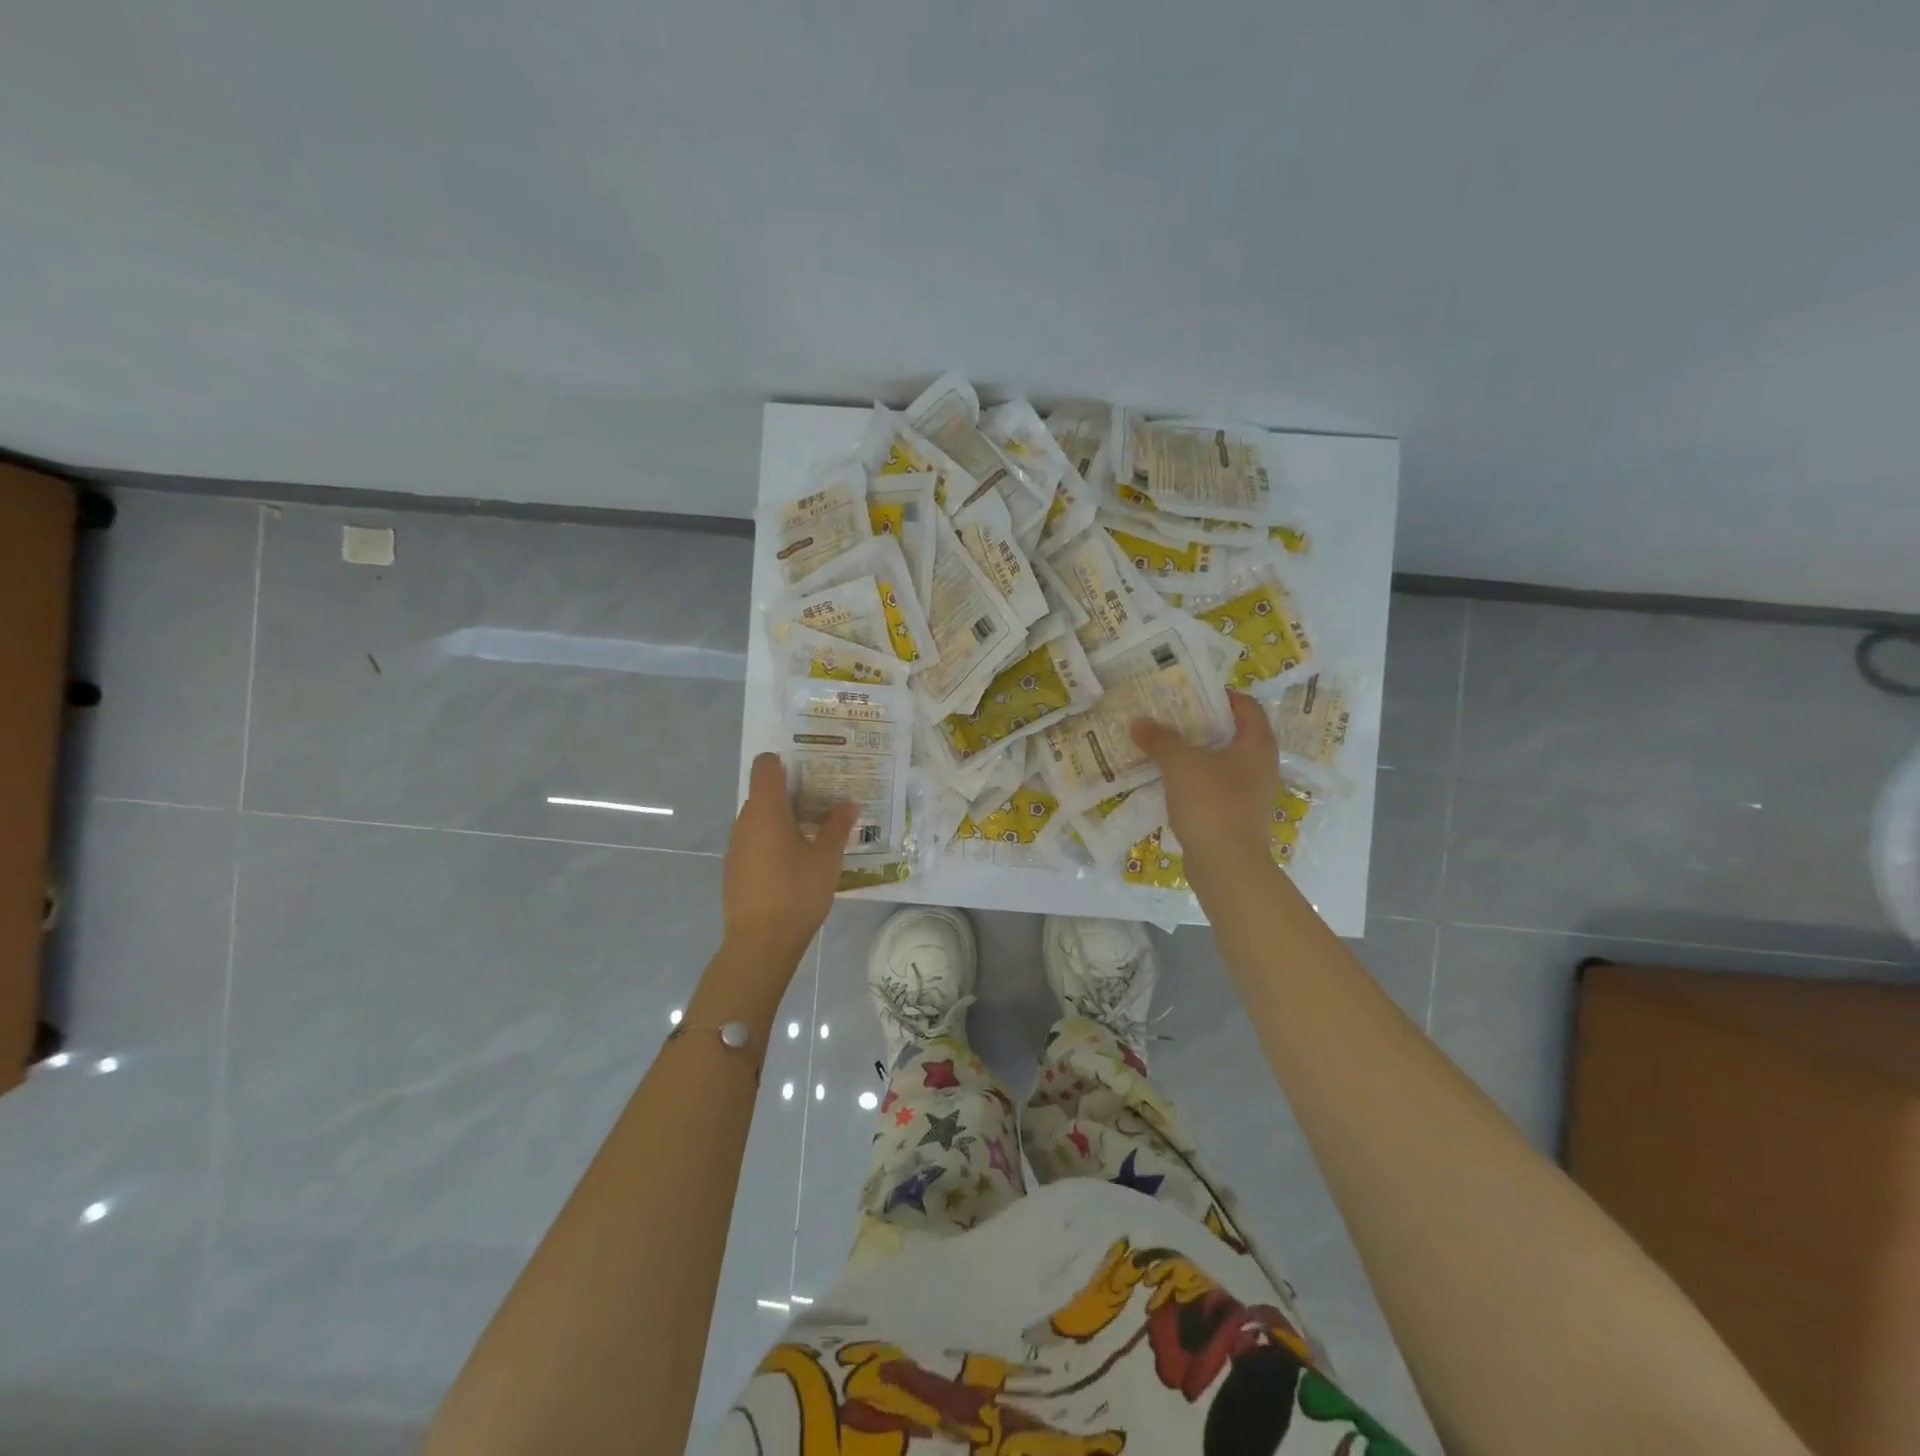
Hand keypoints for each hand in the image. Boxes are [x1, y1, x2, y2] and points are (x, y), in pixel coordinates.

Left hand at [719, 753, 857, 965]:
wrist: (760, 943)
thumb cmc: (797, 892)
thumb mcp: (827, 858)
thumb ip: (837, 827)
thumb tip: (849, 804)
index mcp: (766, 810)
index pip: (765, 766)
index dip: (784, 762)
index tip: (810, 773)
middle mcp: (745, 821)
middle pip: (764, 793)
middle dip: (792, 794)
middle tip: (824, 804)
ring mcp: (736, 846)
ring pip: (760, 819)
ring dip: (783, 820)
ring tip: (813, 835)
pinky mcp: (734, 869)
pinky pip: (754, 842)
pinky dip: (773, 842)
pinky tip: (795, 864)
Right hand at [1131, 691, 1278, 883]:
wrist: (1228, 866)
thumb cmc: (1212, 805)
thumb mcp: (1181, 765)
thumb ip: (1160, 740)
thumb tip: (1138, 722)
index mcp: (1257, 745)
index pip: (1247, 706)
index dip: (1220, 695)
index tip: (1190, 692)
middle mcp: (1260, 765)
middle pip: (1232, 733)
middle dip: (1200, 723)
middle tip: (1168, 716)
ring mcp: (1249, 793)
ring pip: (1221, 761)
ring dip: (1194, 752)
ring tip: (1162, 745)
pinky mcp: (1235, 815)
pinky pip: (1213, 786)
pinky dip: (1193, 779)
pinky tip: (1167, 780)